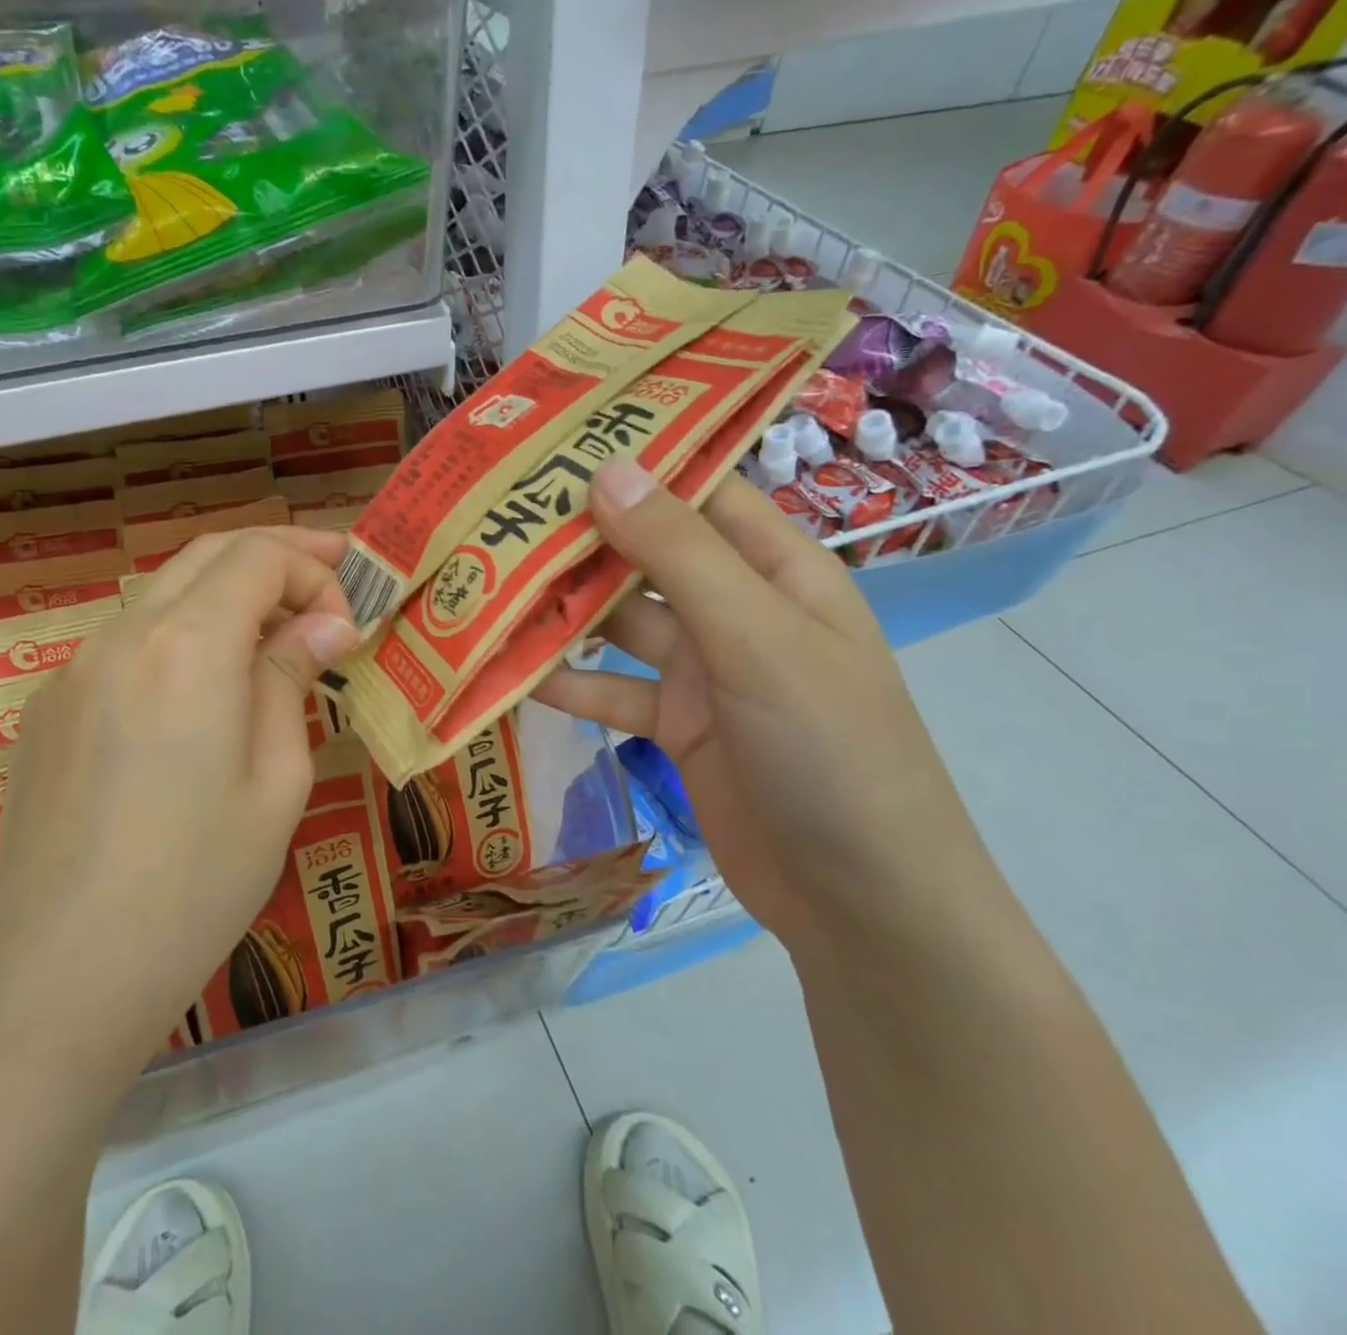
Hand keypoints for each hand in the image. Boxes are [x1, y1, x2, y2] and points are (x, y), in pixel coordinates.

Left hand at [0, 527, 358, 1071]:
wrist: (58, 978)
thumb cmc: (195, 887)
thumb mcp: (276, 783)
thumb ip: (289, 681)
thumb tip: (323, 625)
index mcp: (186, 646)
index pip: (258, 555)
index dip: (314, 570)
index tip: (347, 626)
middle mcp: (121, 635)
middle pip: (207, 554)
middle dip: (277, 556)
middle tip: (332, 578)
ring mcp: (72, 670)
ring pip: (164, 594)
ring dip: (227, 596)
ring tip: (277, 637)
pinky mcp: (49, 708)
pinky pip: (127, 644)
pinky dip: (181, 638)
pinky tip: (202, 697)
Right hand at [532, 462, 995, 950]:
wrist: (862, 904)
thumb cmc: (831, 750)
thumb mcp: (757, 640)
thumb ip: (680, 555)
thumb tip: (606, 470)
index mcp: (776, 570)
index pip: (698, 491)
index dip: (633, 463)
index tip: (554, 443)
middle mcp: (735, 610)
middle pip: (646, 557)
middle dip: (580, 539)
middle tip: (496, 514)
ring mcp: (703, 671)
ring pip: (619, 625)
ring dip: (561, 612)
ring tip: (484, 588)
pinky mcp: (675, 726)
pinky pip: (610, 691)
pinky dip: (566, 682)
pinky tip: (508, 673)